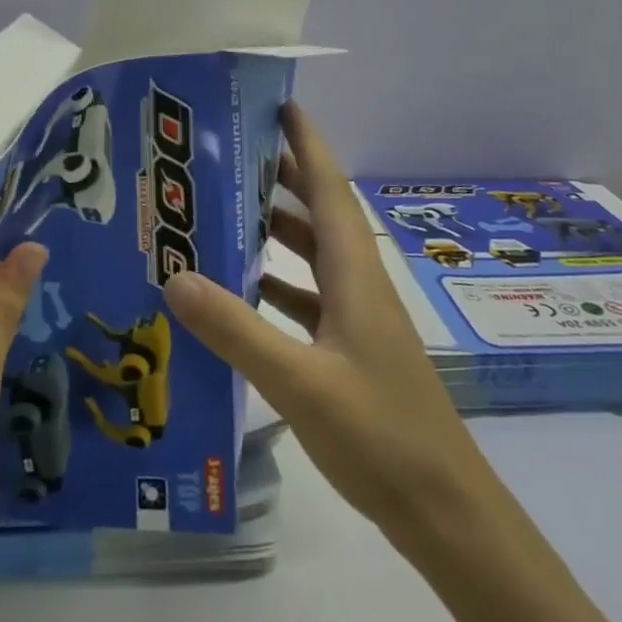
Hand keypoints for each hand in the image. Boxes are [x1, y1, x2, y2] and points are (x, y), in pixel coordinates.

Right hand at [162, 102, 483, 545]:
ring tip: (220, 213)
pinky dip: (273, 284)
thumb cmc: (382, 436)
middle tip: (226, 154)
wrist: (446, 516)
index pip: (329, 188)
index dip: (307, 142)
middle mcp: (357, 284)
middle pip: (317, 213)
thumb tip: (174, 274)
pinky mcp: (348, 351)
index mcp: (355, 273)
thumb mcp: (300, 382)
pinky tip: (237, 292)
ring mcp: (355, 319)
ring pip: (309, 256)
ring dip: (273, 231)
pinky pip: (304, 298)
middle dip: (279, 177)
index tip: (278, 104)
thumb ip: (236, 329)